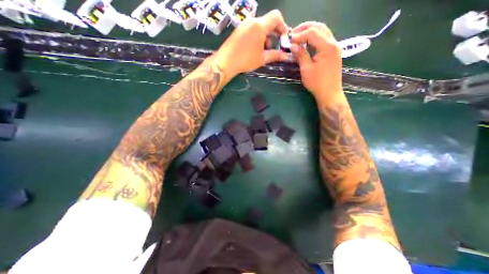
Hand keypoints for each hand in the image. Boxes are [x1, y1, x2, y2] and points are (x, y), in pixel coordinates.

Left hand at [213, 8, 288, 77]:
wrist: (226, 62)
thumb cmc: (246, 60)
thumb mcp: (262, 58)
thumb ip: (275, 55)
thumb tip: (285, 56)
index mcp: (260, 25)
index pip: (276, 17)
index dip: (283, 26)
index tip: (283, 38)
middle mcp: (252, 21)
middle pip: (268, 22)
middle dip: (274, 33)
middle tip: (276, 46)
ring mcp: (244, 25)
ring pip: (260, 26)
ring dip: (266, 36)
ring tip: (265, 50)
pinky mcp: (239, 30)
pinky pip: (252, 29)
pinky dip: (258, 36)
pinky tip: (256, 48)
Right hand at [292, 22, 340, 97]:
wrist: (329, 93)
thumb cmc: (317, 83)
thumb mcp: (306, 69)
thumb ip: (300, 55)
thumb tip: (293, 46)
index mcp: (327, 46)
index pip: (312, 33)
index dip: (299, 35)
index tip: (289, 40)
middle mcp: (333, 43)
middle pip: (319, 27)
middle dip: (305, 28)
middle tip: (293, 34)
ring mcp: (335, 47)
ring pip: (323, 32)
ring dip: (310, 31)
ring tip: (299, 37)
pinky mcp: (334, 52)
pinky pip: (324, 39)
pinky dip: (315, 38)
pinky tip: (307, 43)